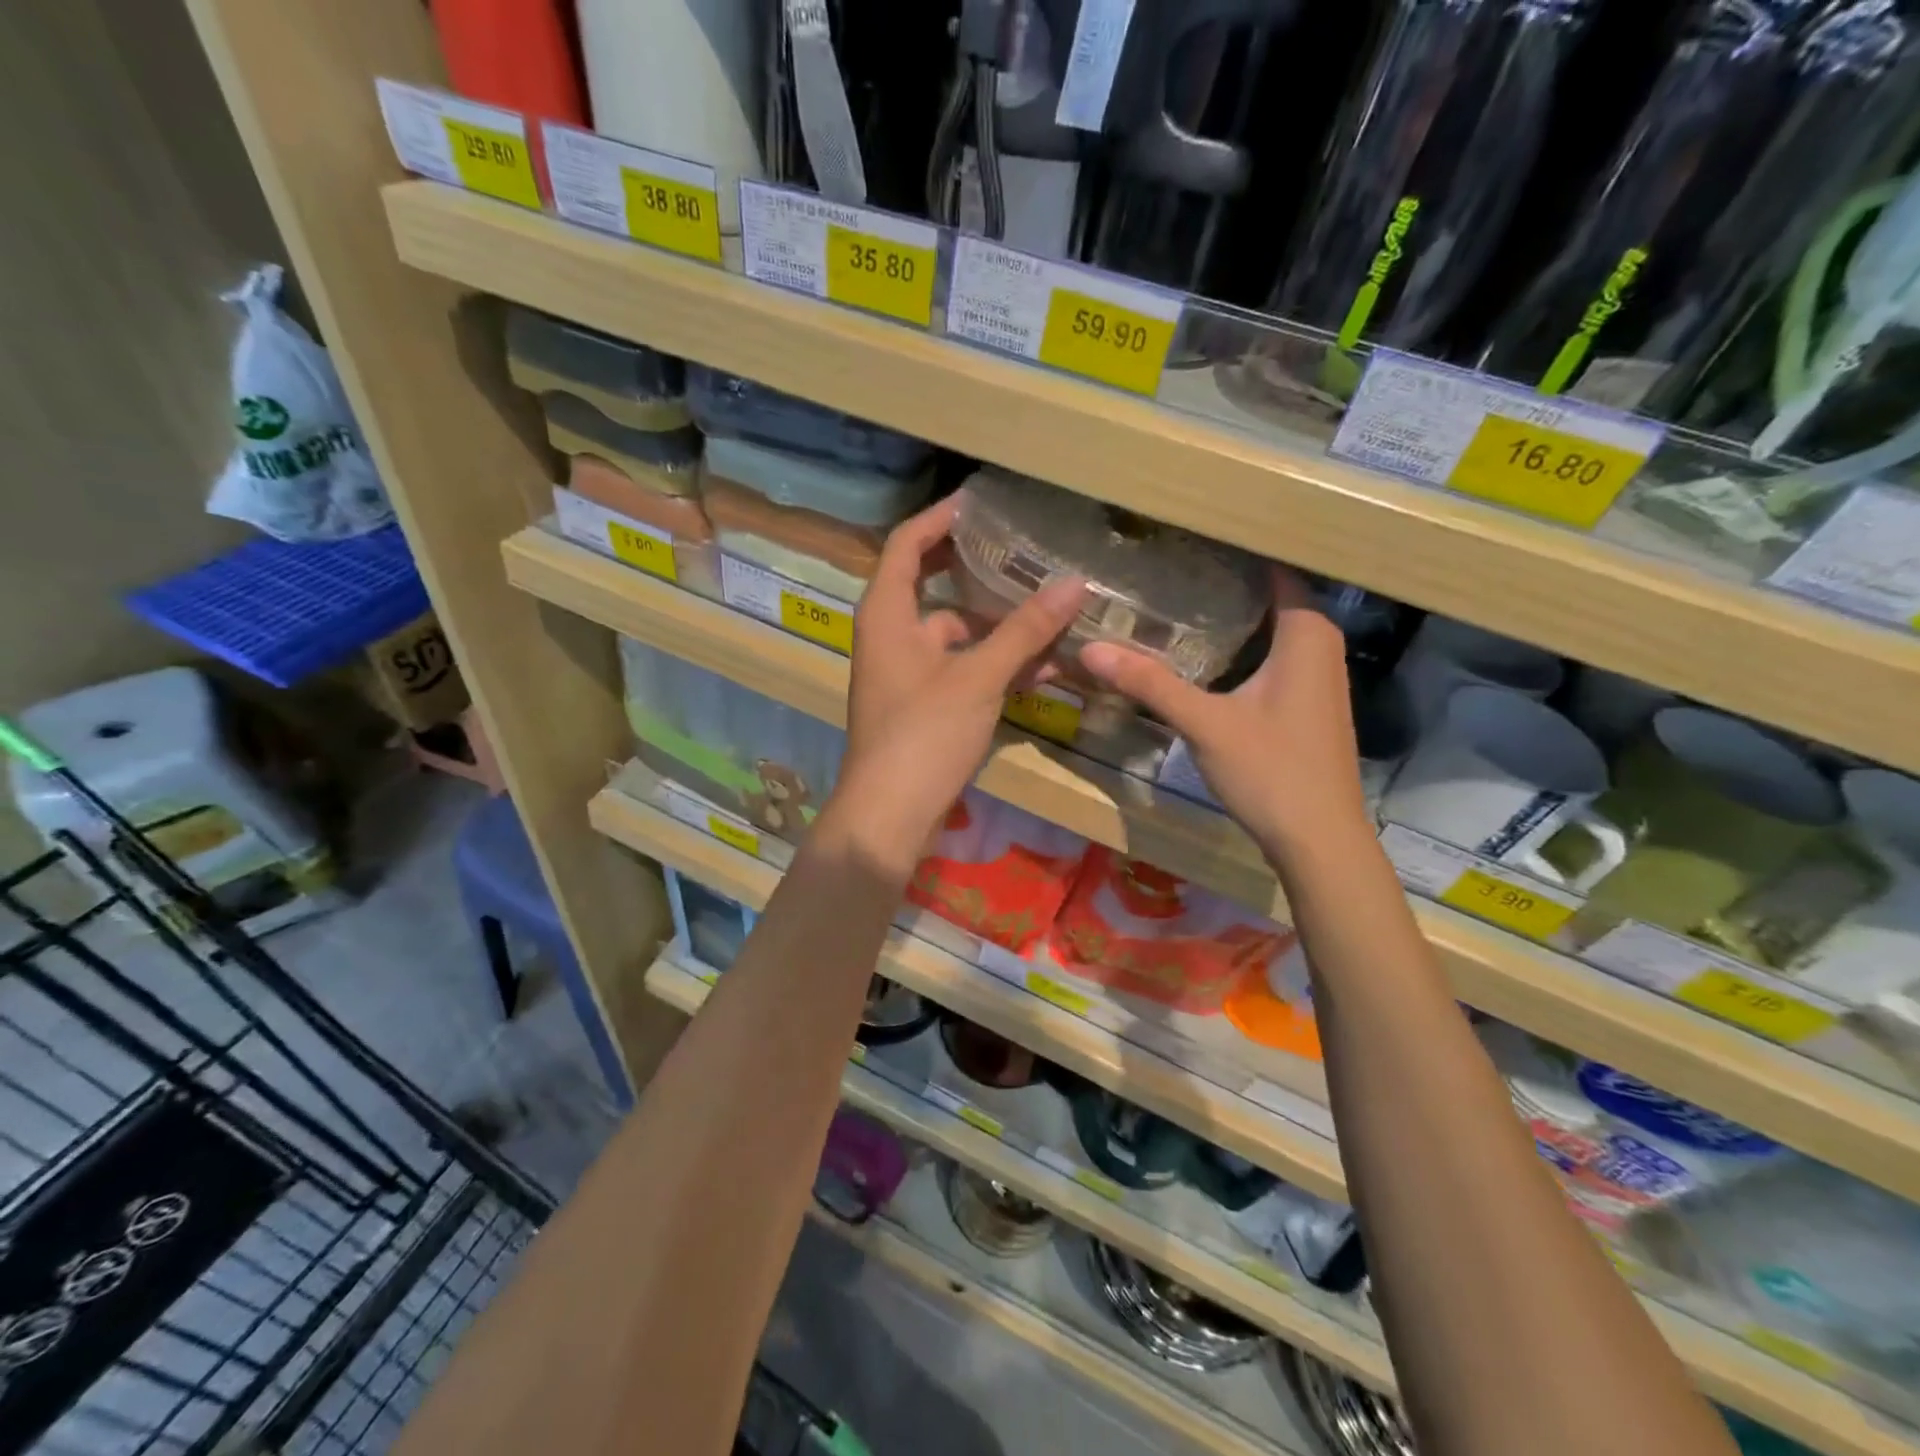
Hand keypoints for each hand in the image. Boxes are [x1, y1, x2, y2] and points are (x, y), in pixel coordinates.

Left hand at [822, 495, 1085, 879]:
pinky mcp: (924, 707)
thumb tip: (1074, 582)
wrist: (890, 816)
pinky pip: (963, 671)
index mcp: (887, 614)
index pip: (906, 544)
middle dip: (981, 574)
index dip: (940, 519)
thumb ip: (1026, 630)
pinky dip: (996, 667)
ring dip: (1001, 629)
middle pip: (935, 587)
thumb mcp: (978, 677)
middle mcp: (891, 636)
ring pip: (957, 635)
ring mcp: (907, 674)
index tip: (981, 503)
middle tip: (1026, 555)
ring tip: (1054, 616)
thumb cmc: (923, 734)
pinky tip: (1044, 672)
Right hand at [1080, 567, 1368, 861]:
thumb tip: (1090, 648)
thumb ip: (1149, 683)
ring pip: (1271, 631)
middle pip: (1271, 598)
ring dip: (1232, 619)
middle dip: (1225, 583)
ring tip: (1175, 601)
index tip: (1189, 538)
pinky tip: (1202, 657)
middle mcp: (1320, 646)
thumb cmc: (1272, 771)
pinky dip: (1241, 649)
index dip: (1236, 552)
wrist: (1319, 841)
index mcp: (1306, 634)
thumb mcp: (1204, 723)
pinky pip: (1273, 658)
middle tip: (1168, 567)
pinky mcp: (1306, 706)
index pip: (1276, 569)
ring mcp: (1317, 679)